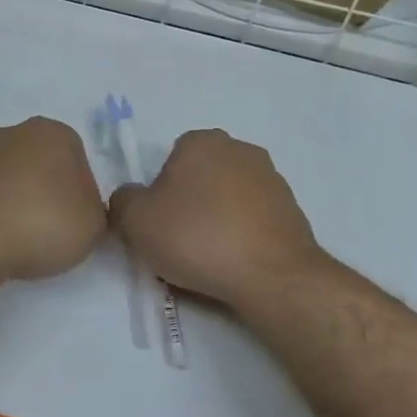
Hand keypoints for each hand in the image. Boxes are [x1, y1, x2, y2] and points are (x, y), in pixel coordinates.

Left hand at [0, 117, 107, 282]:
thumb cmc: (41, 223)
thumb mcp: (94, 225)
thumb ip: (98, 210)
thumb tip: (82, 209)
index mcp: (54, 131)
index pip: (80, 162)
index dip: (83, 196)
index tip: (77, 222)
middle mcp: (16, 131)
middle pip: (46, 166)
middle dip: (50, 193)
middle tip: (53, 229)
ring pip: (16, 179)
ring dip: (22, 202)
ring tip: (24, 238)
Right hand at [109, 128, 323, 309]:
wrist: (272, 275)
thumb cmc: (198, 237)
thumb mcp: (136, 220)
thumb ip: (123, 201)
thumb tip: (132, 198)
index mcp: (202, 141)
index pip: (171, 159)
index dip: (160, 192)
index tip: (159, 222)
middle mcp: (240, 149)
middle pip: (201, 177)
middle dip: (190, 203)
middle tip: (180, 241)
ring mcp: (272, 179)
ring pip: (228, 199)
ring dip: (218, 220)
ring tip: (209, 258)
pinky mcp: (293, 211)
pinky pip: (253, 220)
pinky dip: (242, 236)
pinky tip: (235, 263)